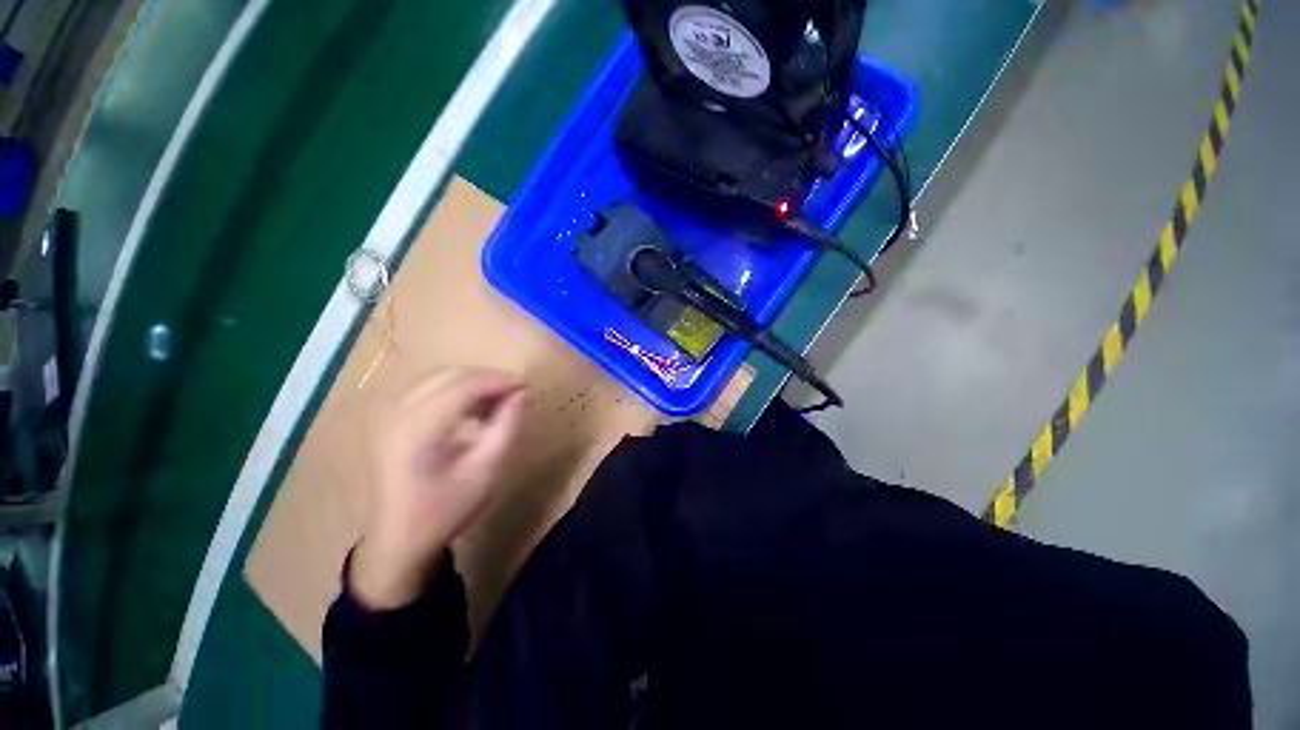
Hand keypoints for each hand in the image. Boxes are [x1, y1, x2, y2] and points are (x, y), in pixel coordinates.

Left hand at [350, 369, 525, 609]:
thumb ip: (505, 427)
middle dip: (486, 379)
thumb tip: (519, 394)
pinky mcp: (389, 421)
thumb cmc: (445, 510)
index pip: (463, 385)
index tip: (525, 387)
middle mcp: (396, 413)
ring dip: (471, 383)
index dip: (498, 381)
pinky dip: (454, 392)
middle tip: (514, 394)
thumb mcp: (485, 471)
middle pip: (448, 374)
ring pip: (437, 378)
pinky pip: (427, 390)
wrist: (398, 541)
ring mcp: (388, 415)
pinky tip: (471, 410)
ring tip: (497, 402)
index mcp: (416, 429)